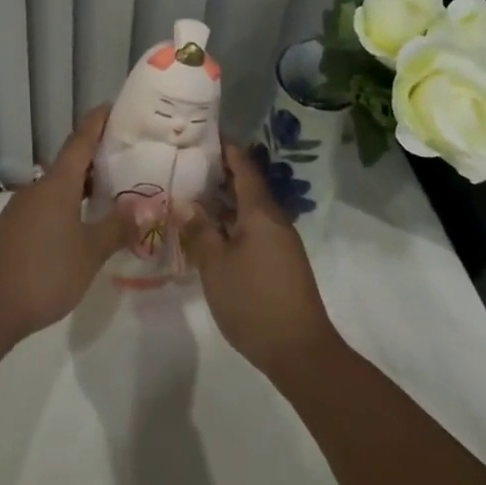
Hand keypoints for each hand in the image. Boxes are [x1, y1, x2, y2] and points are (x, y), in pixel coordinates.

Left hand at [0, 107, 130, 341]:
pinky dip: (70, 203)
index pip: (81, 140)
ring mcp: (23, 208)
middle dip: (98, 155)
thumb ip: (118, 227)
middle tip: (130, 154)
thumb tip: (145, 207)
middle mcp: (38, 188)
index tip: (115, 106)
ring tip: (114, 189)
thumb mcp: (91, 252)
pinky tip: (85, 221)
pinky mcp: (15, 228)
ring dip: (85, 183)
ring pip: (60, 185)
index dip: (98, 121)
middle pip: (71, 161)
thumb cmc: (46, 272)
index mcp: (57, 184)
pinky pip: (49, 204)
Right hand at [182, 141, 340, 379]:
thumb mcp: (215, 265)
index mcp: (260, 211)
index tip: (202, 134)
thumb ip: (199, 230)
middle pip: (247, 186)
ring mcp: (280, 242)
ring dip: (224, 201)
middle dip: (220, 173)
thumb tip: (186, 203)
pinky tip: (211, 232)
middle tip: (187, 164)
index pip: (244, 166)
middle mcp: (274, 220)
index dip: (225, 148)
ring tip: (192, 195)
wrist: (299, 350)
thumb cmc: (253, 300)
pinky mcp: (280, 262)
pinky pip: (253, 229)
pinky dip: (232, 222)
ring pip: (249, 210)